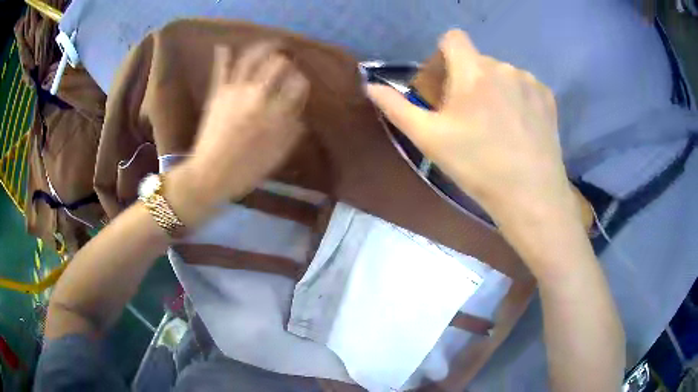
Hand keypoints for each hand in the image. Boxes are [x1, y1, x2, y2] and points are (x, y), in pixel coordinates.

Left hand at [168, 42, 308, 226]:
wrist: (210, 175)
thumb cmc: (246, 170)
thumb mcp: (277, 156)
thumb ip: (292, 132)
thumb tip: (300, 114)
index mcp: (276, 113)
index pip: (298, 85)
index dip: (302, 82)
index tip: (300, 86)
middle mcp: (259, 95)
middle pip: (278, 64)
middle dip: (286, 62)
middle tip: (287, 64)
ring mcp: (236, 91)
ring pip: (253, 59)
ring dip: (264, 49)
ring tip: (270, 46)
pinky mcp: (218, 93)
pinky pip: (222, 70)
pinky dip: (223, 56)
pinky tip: (224, 46)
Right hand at [367, 30, 579, 232]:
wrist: (530, 195)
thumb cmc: (477, 166)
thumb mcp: (429, 139)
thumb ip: (397, 107)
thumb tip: (370, 86)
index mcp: (473, 71)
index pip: (453, 38)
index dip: (443, 56)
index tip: (445, 84)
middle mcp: (503, 67)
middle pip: (476, 60)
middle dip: (467, 79)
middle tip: (468, 117)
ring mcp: (529, 81)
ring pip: (501, 74)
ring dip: (493, 89)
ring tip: (497, 125)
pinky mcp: (547, 97)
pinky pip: (524, 86)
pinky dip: (517, 98)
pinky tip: (519, 127)